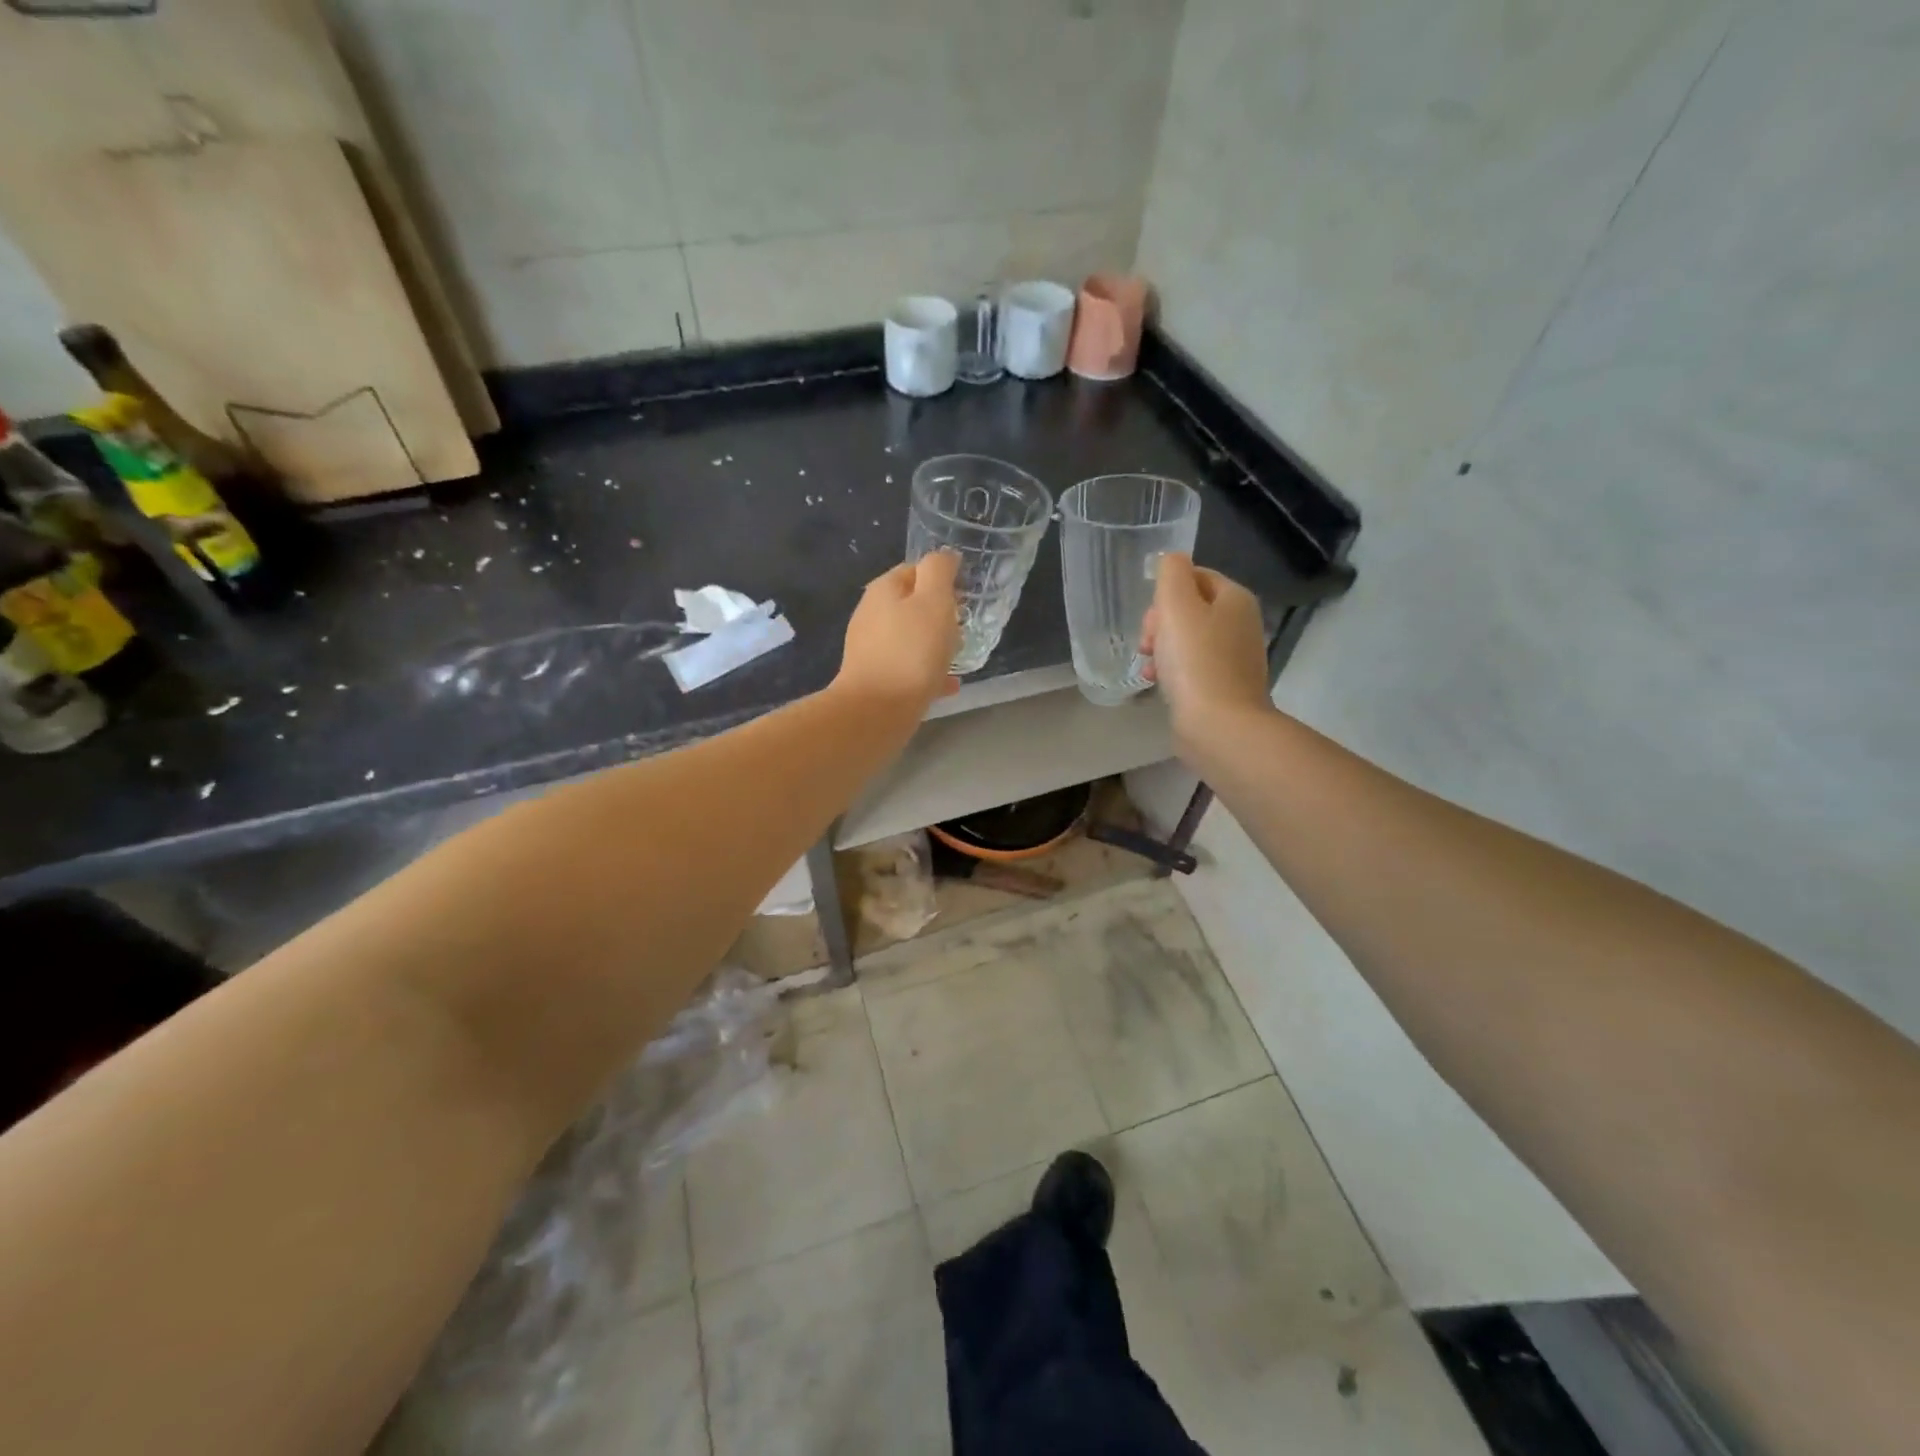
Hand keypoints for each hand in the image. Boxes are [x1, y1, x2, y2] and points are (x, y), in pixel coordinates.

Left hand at [836, 552, 961, 709]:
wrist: (876, 711)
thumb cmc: (911, 651)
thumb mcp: (934, 601)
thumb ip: (939, 572)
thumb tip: (945, 556)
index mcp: (884, 590)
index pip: (915, 570)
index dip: (942, 578)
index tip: (965, 595)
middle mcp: (871, 614)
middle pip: (912, 605)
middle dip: (939, 614)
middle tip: (964, 627)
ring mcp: (870, 648)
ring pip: (910, 638)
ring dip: (934, 644)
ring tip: (959, 656)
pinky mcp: (875, 678)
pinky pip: (907, 668)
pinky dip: (927, 672)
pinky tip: (948, 685)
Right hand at [1140, 555, 1270, 736]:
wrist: (1219, 725)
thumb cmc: (1195, 661)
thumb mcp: (1176, 605)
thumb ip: (1171, 573)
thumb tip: (1171, 560)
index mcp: (1235, 599)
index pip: (1195, 577)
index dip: (1165, 594)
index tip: (1152, 620)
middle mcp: (1241, 624)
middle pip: (1189, 609)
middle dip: (1160, 624)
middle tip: (1148, 645)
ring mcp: (1235, 658)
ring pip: (1187, 640)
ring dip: (1161, 649)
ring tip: (1149, 668)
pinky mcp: (1224, 687)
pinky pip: (1192, 667)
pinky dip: (1172, 672)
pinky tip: (1157, 684)